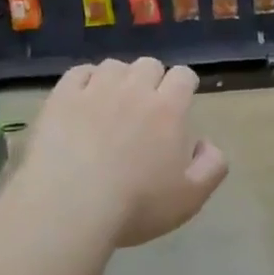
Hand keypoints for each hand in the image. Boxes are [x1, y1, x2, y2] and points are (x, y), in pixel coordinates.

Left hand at [21, 58, 229, 247]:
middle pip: (149, 64)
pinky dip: (86, 79)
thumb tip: (206, 143)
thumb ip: (212, 166)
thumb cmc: (136, 206)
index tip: (181, 99)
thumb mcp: (191, 198)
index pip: (183, 76)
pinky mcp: (61, 98)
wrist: (69, 209)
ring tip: (113, 101)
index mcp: (168, 110)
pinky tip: (84, 98)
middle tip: (147, 105)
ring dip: (120, 78)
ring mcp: (94, 91)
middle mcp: (133, 90)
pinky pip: (78, 73)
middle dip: (153, 79)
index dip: (185, 84)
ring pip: (113, 66)